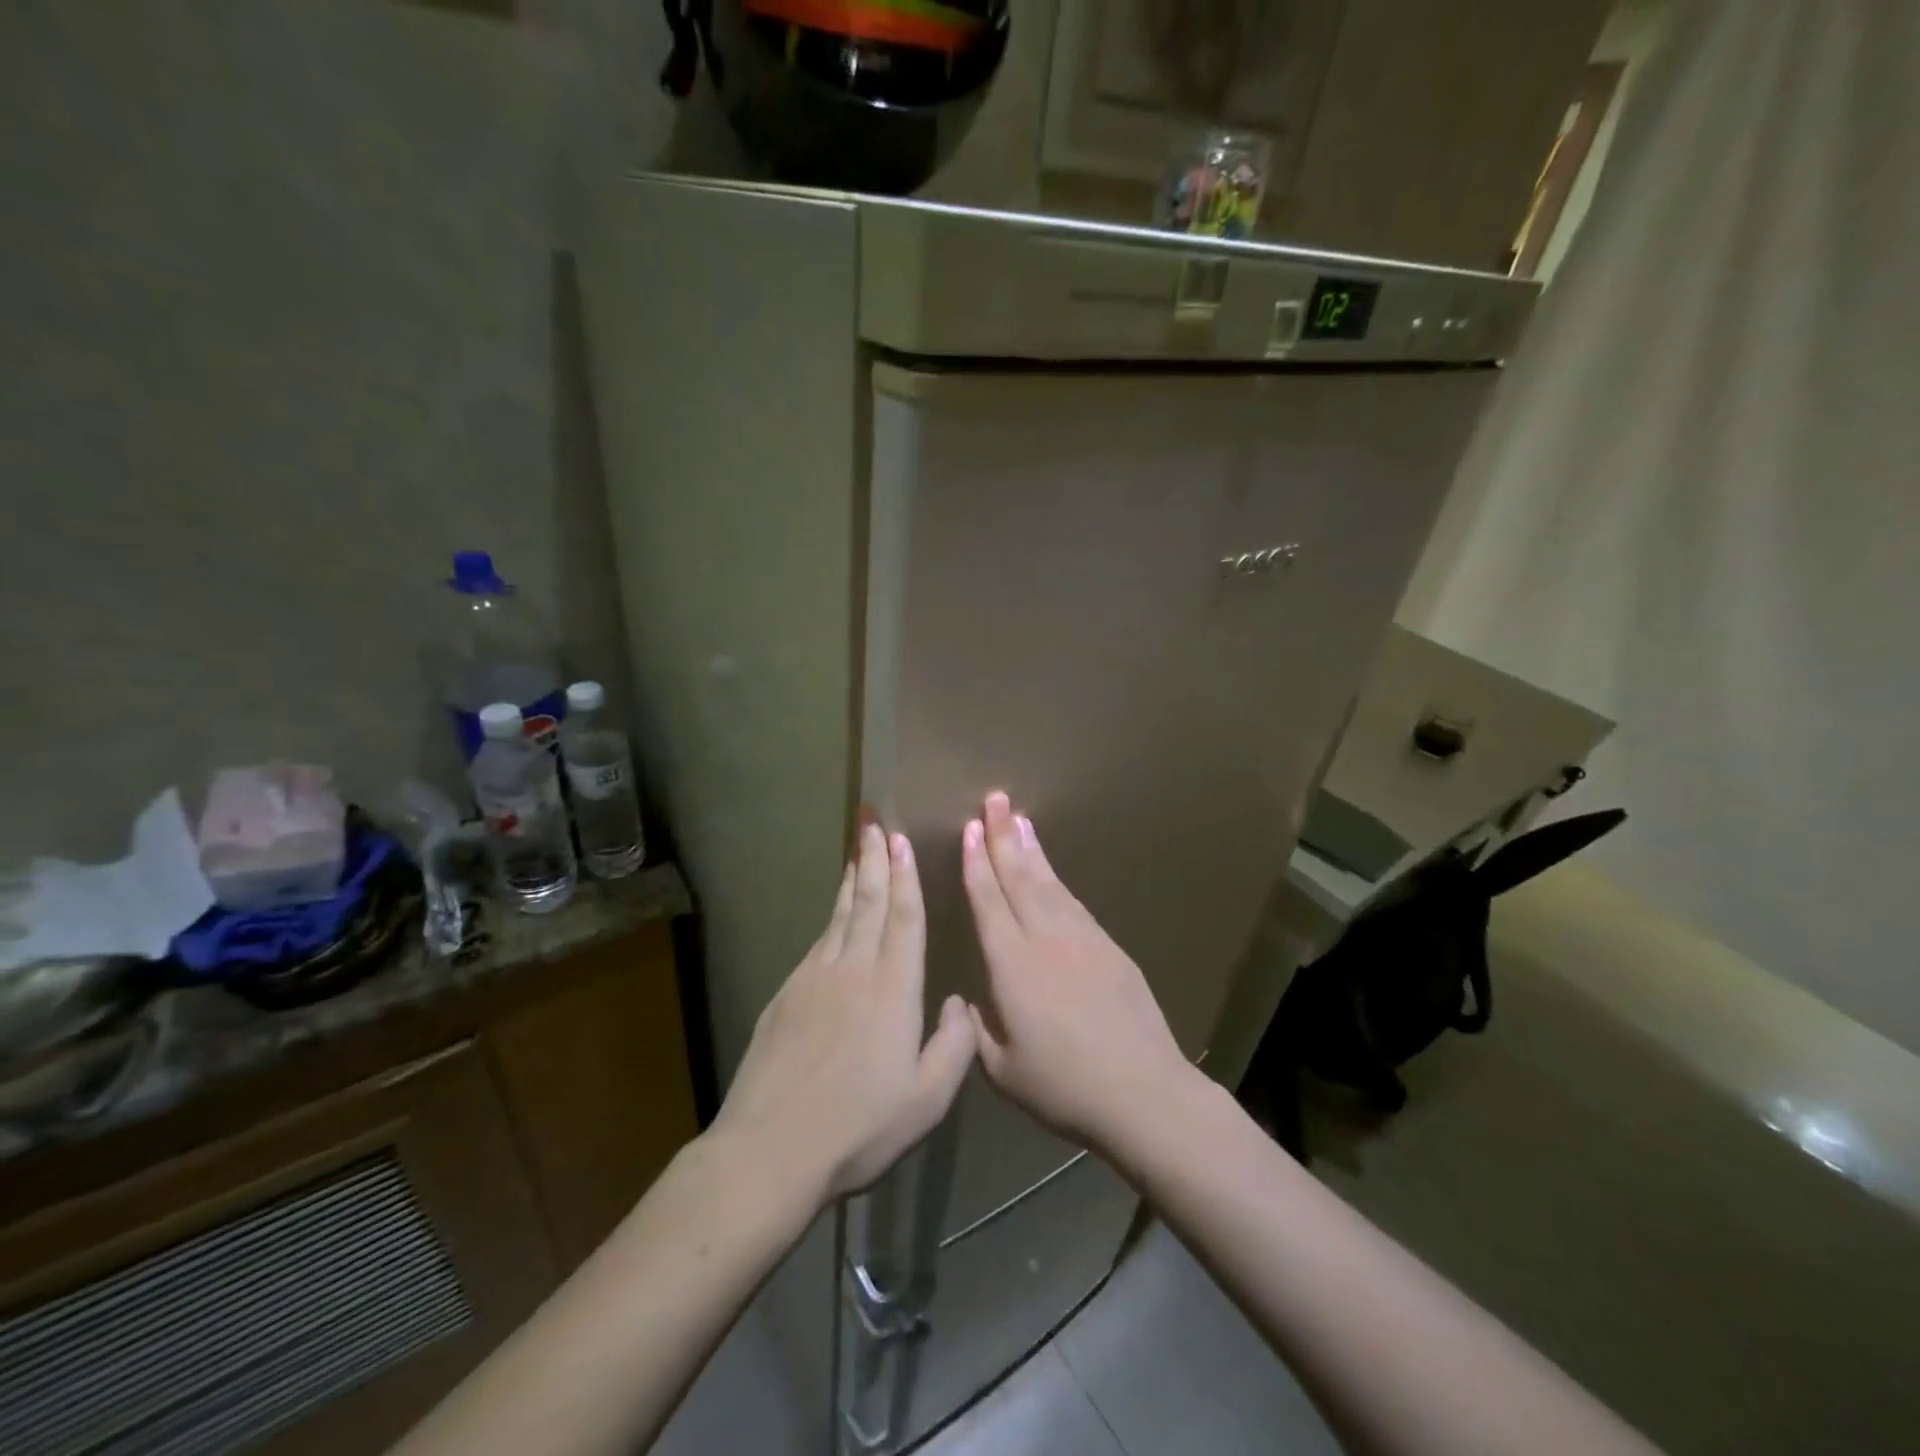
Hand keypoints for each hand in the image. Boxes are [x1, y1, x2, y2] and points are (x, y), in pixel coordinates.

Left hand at [713, 820, 976, 1204]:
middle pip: (868, 902)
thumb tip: (962, 1002)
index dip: (905, 875)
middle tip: (872, 820)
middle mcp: (852, 970)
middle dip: (872, 858)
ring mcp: (813, 979)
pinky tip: (835, 917)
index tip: (900, 839)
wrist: (769, 1150)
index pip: (903, 918)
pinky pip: (817, 942)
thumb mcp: (927, 1100)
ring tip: (857, 851)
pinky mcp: (785, 995)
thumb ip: (956, 1046)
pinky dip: (832, 918)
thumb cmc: (859, 1128)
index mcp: (892, 989)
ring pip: (839, 916)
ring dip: (853, 880)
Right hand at [960, 791, 1193, 1154]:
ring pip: (1049, 883)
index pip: (988, 902)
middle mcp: (1045, 939)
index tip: (968, 829)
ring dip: (1030, 848)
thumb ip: (979, 1029)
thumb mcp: (1003, 1070)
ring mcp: (1082, 938)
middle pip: (1019, 877)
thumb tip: (971, 1001)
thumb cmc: (1064, 1088)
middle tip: (993, 799)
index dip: (975, 863)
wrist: (1143, 1092)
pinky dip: (1056, 879)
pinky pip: (1073, 902)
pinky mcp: (1109, 947)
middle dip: (1002, 836)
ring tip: (1018, 820)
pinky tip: (1049, 871)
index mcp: (1012, 966)